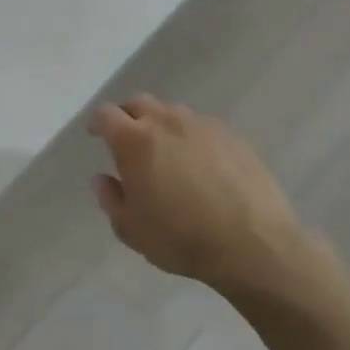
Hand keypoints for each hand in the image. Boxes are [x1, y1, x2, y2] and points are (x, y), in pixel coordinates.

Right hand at [89, 94, 338, 313]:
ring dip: (161, 124)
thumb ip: (110, 199)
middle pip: (139, 103)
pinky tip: (199, 164)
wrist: (254, 245)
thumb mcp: (131, 229)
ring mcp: (203, 126)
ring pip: (173, 112)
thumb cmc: (181, 239)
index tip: (95, 135)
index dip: (97, 123)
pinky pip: (202, 127)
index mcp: (135, 141)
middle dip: (128, 116)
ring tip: (165, 151)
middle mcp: (167, 122)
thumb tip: (103, 178)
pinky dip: (192, 137)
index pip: (106, 115)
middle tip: (127, 140)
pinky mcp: (233, 137)